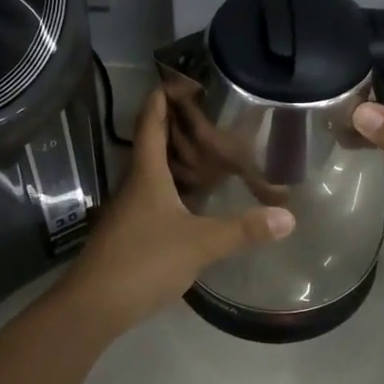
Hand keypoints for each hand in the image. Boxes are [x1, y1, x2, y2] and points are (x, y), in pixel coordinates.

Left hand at [60, 87, 293, 333]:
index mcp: (146, 174)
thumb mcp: (199, 244)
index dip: (162, 97)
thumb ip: (242, 230)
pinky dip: (174, 188)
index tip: (179, 78)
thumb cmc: (144, 261)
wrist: (94, 306)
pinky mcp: (130, 233)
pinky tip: (194, 200)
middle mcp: (134, 185)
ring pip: (153, 172)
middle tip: (210, 115)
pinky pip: (154, 197)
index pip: (150, 122)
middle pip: (152, 144)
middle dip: (176, 125)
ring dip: (176, 158)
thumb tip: (288, 216)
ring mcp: (128, 210)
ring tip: (210, 151)